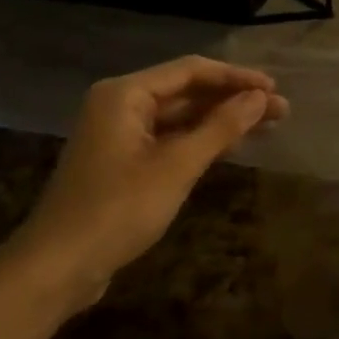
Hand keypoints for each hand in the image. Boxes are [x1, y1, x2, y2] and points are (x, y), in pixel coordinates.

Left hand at [5, 57, 288, 308]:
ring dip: (222, 120)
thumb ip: (221, 127)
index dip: (237, 78)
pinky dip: (201, 140)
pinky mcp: (124, 161)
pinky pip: (170, 138)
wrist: (57, 268)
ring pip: (181, 117)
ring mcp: (121, 134)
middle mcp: (121, 105)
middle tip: (281, 110)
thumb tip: (260, 98)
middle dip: (234, 100)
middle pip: (187, 91)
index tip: (275, 89)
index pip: (192, 70)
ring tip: (268, 125)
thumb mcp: (177, 166)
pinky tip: (233, 145)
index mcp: (126, 95)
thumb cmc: (118, 209)